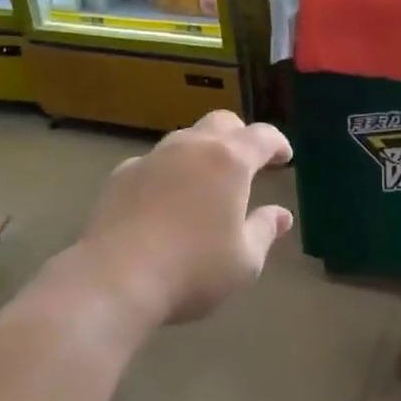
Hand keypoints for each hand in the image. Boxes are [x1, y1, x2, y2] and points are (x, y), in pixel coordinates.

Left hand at [70, 110, 293, 328]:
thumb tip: (281, 214)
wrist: (116, 278)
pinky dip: (168, 173)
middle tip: (247, 161)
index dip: (277, 143)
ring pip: (184, 140)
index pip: (262, 136)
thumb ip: (265, 230)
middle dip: (239, 136)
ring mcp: (152, 157)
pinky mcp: (122, 175)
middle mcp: (191, 147)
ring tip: (206, 183)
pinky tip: (165, 201)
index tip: (284, 157)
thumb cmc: (193, 270)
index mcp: (229, 161)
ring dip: (201, 153)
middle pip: (221, 123)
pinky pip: (154, 163)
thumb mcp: (245, 261)